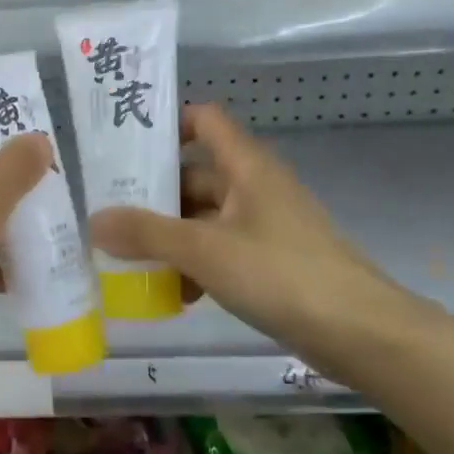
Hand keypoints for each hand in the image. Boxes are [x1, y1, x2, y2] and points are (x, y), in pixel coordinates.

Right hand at [90, 103, 417, 369]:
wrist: (360, 333)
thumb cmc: (279, 274)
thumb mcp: (203, 249)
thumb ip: (146, 233)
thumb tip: (94, 220)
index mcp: (246, 166)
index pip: (204, 120)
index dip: (166, 125)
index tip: (125, 148)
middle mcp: (256, 187)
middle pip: (195, 174)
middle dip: (153, 194)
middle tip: (109, 213)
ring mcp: (266, 225)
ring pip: (205, 218)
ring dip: (171, 236)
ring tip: (130, 260)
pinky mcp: (272, 262)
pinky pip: (222, 250)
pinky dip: (196, 265)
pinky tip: (175, 295)